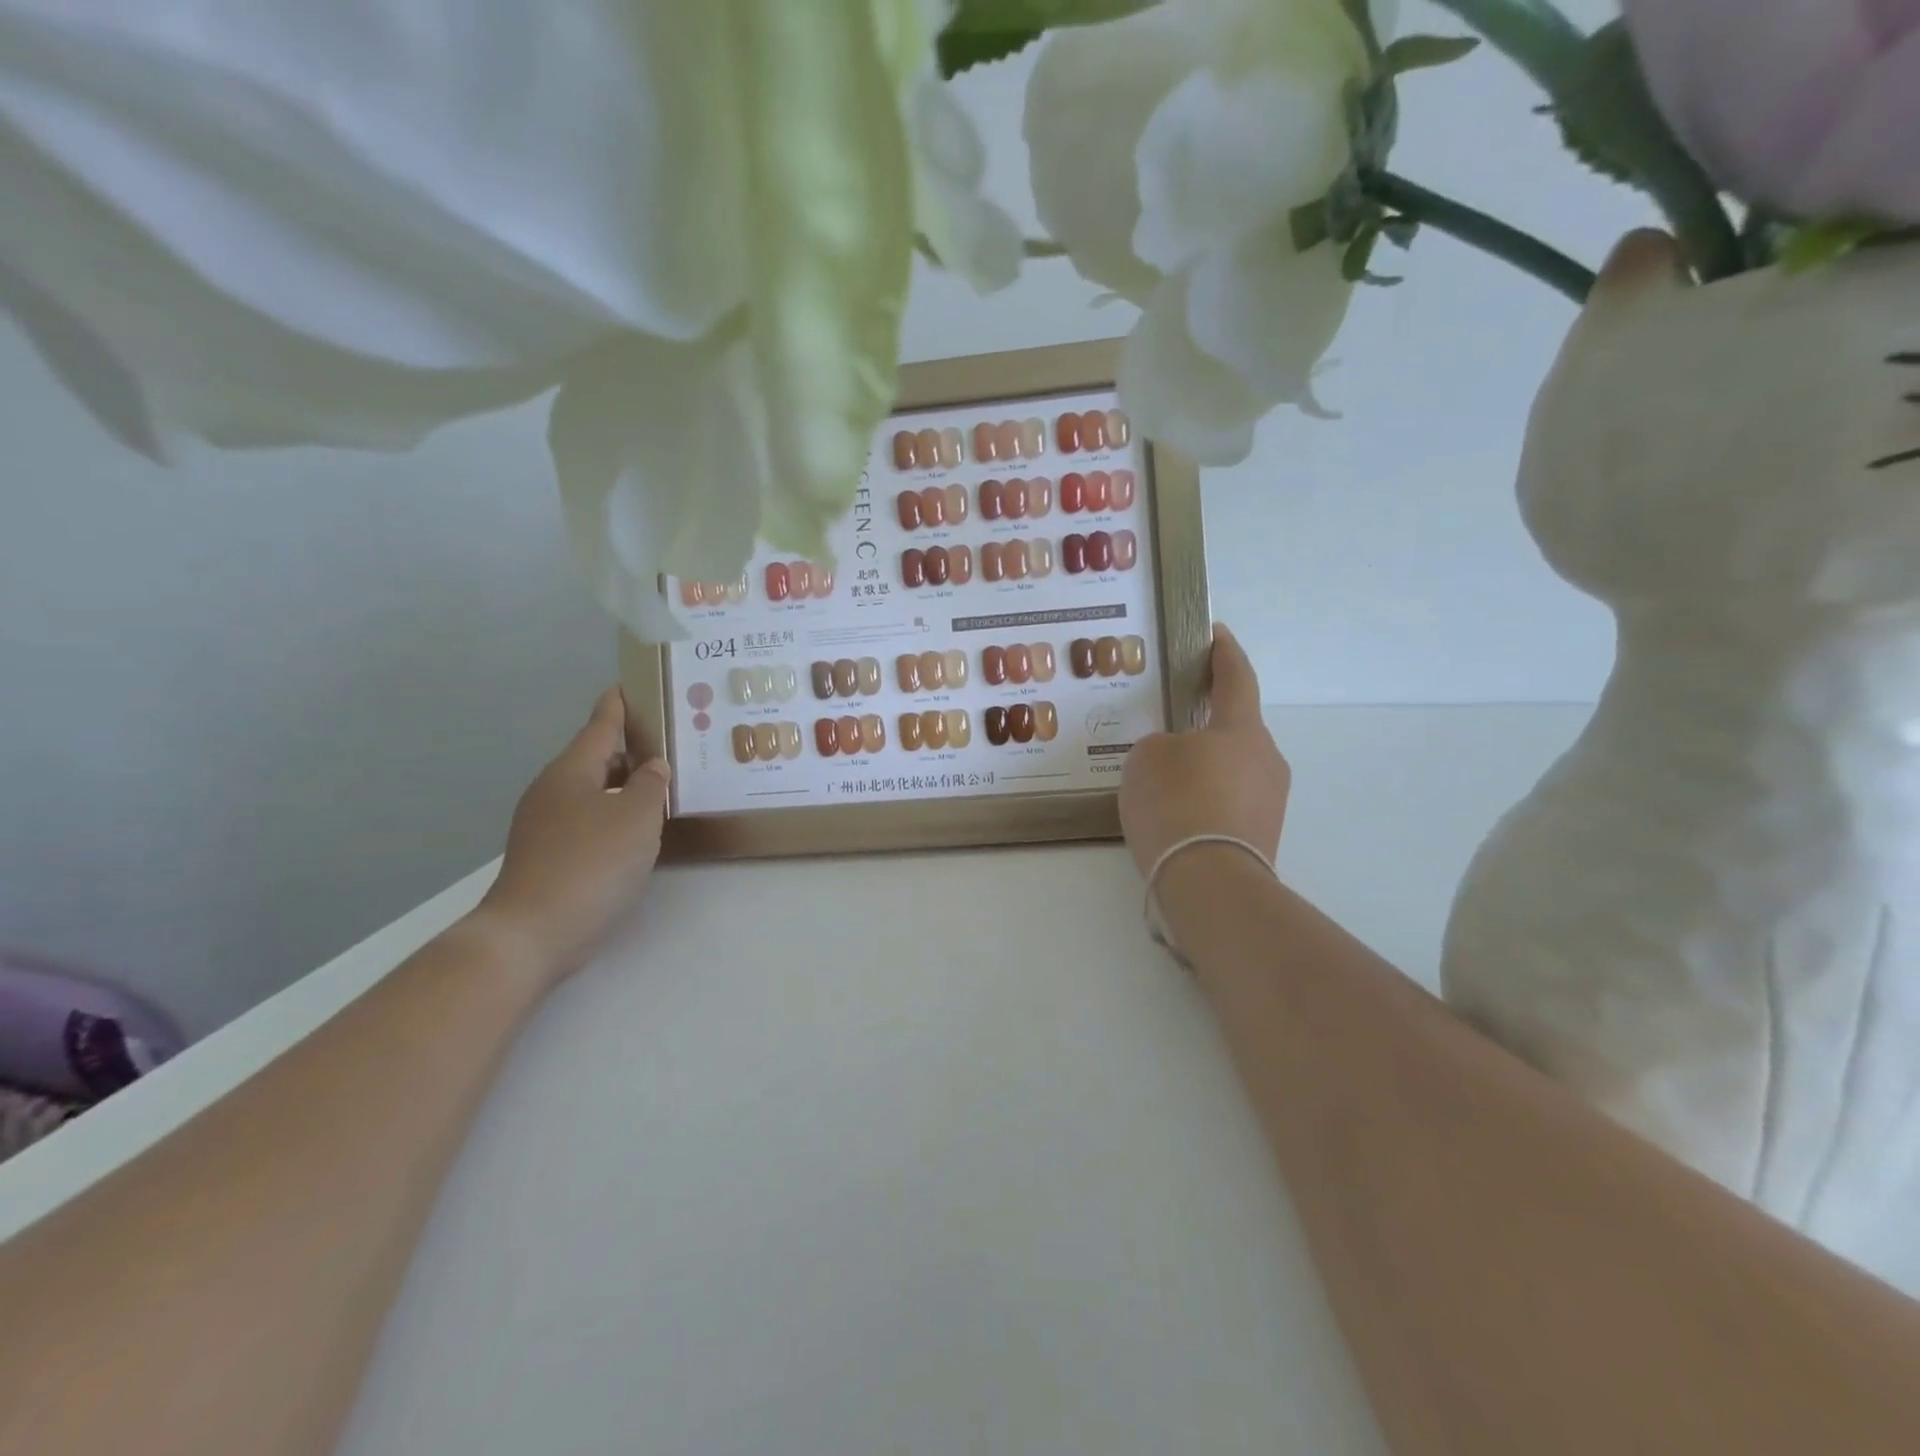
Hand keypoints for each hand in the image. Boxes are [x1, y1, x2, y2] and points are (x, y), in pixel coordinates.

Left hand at [477, 688, 671, 982]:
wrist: (532, 933)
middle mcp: (553, 790)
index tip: (629, 685)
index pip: (600, 725)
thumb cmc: (592, 863)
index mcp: (572, 771)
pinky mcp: (547, 855)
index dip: (618, 705)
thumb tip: (652, 767)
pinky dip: (613, 814)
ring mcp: (544, 825)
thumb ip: (652, 785)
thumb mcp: (637, 817)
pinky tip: (635, 831)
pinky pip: (587, 819)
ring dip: (623, 785)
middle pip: (595, 758)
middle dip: (628, 749)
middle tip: (667, 743)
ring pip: (592, 791)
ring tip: (660, 786)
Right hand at [1119, 624, 1290, 878]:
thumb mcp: (1147, 758)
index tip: (1216, 634)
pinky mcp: (1263, 835)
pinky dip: (1205, 799)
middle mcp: (1267, 758)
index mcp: (1242, 728)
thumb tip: (1179, 758)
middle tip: (1169, 728)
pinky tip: (1176, 814)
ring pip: (1231, 768)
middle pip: (1234, 729)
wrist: (1209, 882)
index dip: (1225, 653)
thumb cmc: (1177, 803)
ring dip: (1204, 767)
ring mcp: (1270, 800)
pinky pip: (1229, 802)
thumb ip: (1162, 745)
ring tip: (1164, 782)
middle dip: (1205, 724)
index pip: (1236, 677)